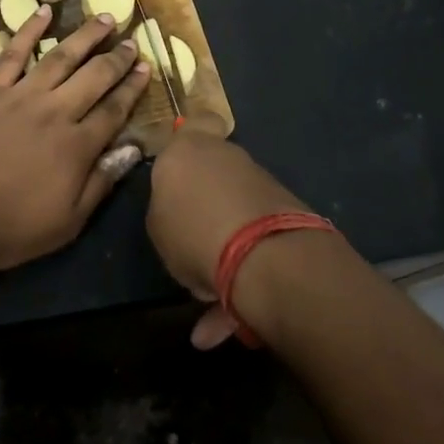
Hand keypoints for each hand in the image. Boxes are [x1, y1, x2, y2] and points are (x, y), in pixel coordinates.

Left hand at [0, 5, 149, 272]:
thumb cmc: (10, 227)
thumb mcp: (67, 222)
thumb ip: (101, 183)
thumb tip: (133, 150)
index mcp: (77, 146)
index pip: (115, 109)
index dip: (133, 88)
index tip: (147, 68)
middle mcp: (55, 112)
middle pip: (94, 77)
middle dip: (117, 57)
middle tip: (134, 40)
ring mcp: (21, 96)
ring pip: (61, 57)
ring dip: (86, 36)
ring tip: (105, 18)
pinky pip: (13, 53)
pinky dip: (29, 30)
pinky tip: (43, 11)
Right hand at [147, 115, 311, 347]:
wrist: (262, 254)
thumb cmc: (191, 228)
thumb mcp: (157, 224)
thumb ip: (166, 208)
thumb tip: (180, 211)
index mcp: (188, 149)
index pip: (197, 121)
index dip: (196, 132)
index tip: (189, 154)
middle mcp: (227, 157)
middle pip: (214, 170)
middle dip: (205, 200)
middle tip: (189, 236)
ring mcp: (261, 183)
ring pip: (233, 210)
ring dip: (222, 245)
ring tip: (207, 295)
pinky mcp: (286, 214)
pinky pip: (252, 241)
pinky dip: (240, 275)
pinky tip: (224, 322)